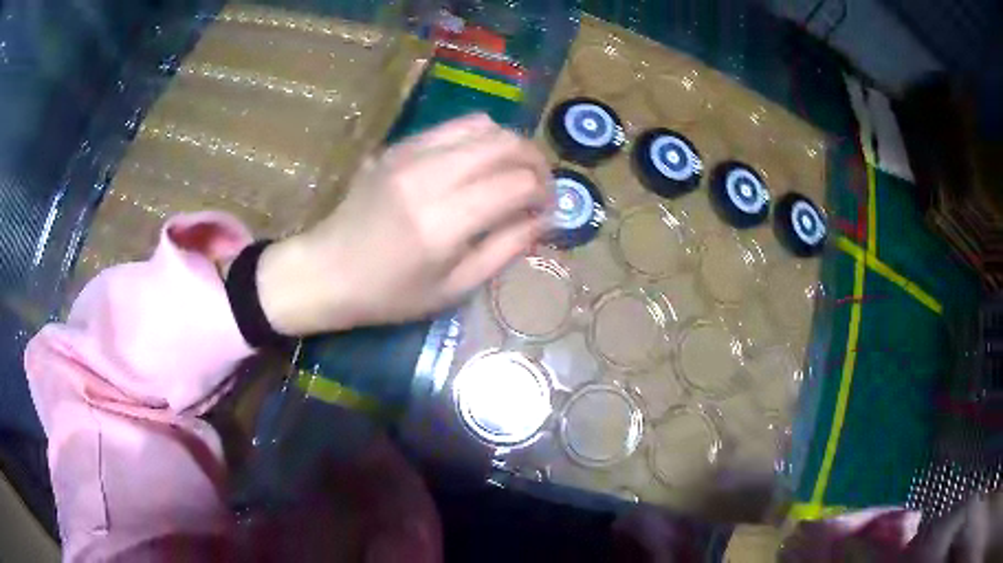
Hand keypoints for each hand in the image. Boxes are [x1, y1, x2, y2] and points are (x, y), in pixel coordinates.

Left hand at [255, 114, 551, 335]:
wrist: (327, 271)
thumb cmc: (389, 294)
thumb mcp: (454, 288)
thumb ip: (504, 248)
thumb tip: (544, 220)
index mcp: (443, 222)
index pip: (517, 184)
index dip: (544, 193)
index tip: (549, 210)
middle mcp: (429, 176)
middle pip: (506, 143)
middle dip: (536, 161)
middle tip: (541, 188)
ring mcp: (410, 154)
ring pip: (483, 125)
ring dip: (510, 145)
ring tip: (513, 172)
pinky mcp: (399, 146)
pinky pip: (454, 126)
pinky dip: (480, 139)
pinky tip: (479, 164)